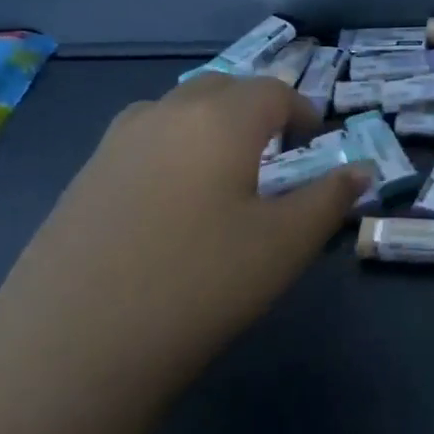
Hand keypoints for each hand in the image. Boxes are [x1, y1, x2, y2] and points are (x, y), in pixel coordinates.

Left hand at [0, 74, 371, 401]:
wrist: (73, 344)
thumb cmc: (199, 284)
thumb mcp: (283, 245)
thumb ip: (328, 200)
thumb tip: (360, 171)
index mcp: (219, 119)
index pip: (273, 92)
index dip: (302, 111)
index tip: (316, 142)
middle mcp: (164, 114)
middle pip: (221, 89)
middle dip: (255, 109)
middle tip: (275, 151)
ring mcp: (114, 143)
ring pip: (175, 110)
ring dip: (208, 124)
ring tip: (223, 171)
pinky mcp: (82, 178)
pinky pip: (141, 141)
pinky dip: (170, 149)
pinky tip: (169, 202)